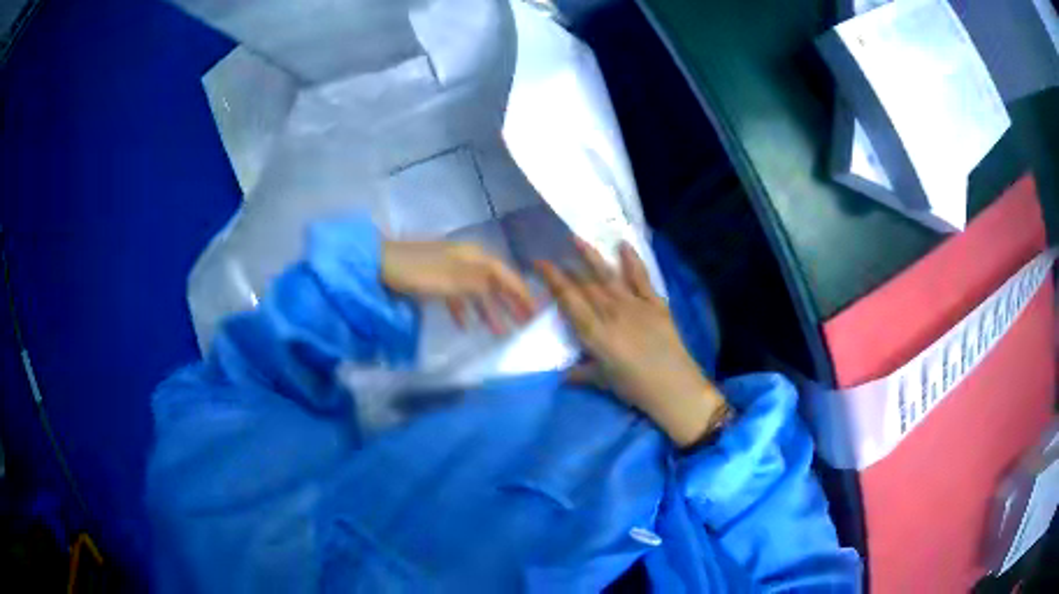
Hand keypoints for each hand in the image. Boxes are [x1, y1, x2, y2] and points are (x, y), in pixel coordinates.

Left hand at [382, 240, 535, 333]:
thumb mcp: (453, 279)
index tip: (535, 310)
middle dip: (510, 303)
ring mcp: (451, 269)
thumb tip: (509, 286)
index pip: (505, 274)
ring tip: (500, 332)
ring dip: (489, 310)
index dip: (521, 291)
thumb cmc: (418, 272)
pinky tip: (466, 326)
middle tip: (525, 323)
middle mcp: (467, 260)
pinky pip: (458, 296)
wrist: (381, 264)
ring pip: (477, 291)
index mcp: (474, 257)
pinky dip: (465, 310)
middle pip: (494, 283)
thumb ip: (483, 284)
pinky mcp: (437, 279)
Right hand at [535, 239, 727, 446]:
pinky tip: (624, 245)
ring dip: (592, 256)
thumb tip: (562, 373)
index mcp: (595, 333)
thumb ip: (580, 373)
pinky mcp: (655, 303)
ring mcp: (635, 305)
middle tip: (553, 251)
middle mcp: (612, 312)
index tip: (540, 263)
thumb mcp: (603, 382)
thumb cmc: (635, 389)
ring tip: (577, 238)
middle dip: (567, 267)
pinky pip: (641, 278)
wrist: (675, 388)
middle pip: (586, 285)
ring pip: (608, 276)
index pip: (569, 300)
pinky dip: (632, 260)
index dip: (553, 280)